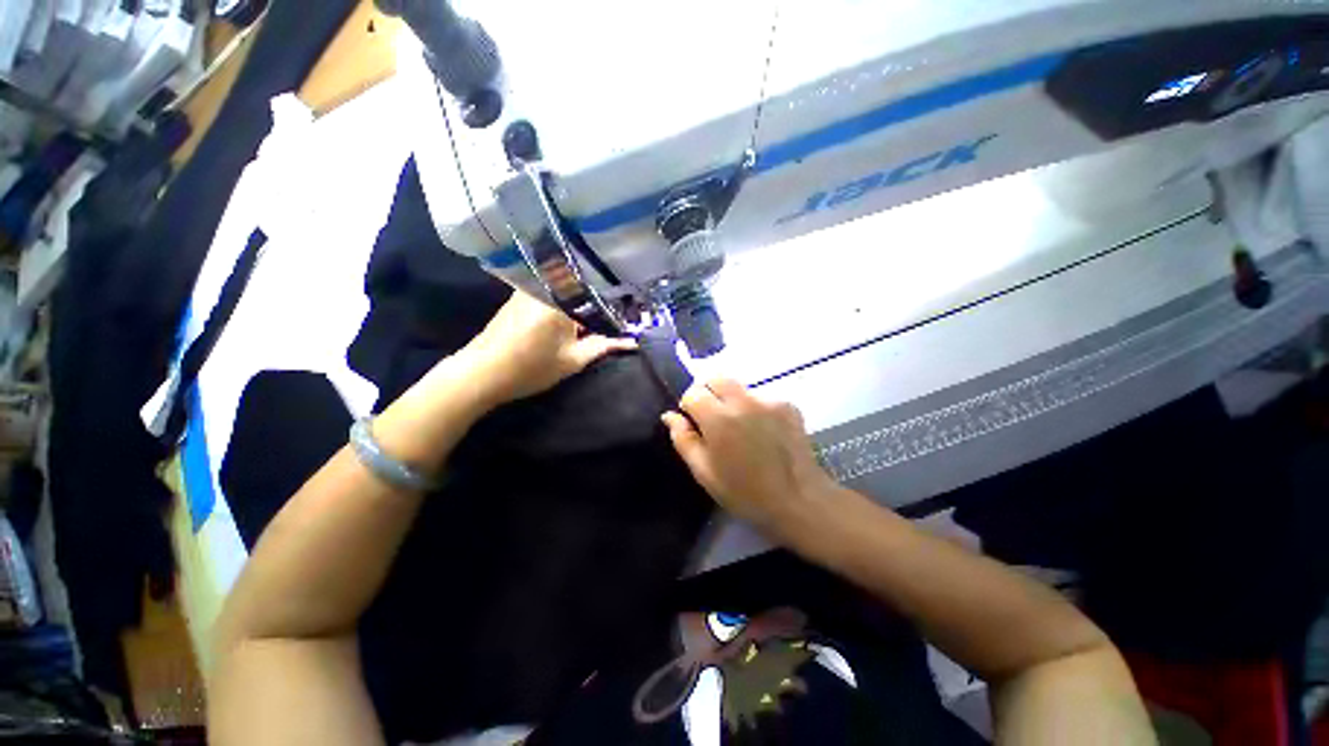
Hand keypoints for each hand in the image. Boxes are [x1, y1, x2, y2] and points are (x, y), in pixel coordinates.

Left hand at [461, 290, 636, 405]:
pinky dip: (564, 304)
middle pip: (582, 289)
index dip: (614, 307)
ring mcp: (530, 287)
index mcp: (561, 298)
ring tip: (593, 322)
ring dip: (581, 305)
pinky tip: (569, 321)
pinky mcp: (520, 295)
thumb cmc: (530, 368)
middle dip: (598, 305)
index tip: (626, 318)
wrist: (481, 373)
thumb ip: (604, 346)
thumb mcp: (573, 360)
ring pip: (567, 291)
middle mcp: (545, 285)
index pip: (599, 294)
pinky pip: (551, 293)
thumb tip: (631, 342)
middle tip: (612, 321)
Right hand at [661, 379, 837, 534]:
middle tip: (713, 420)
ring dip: (732, 401)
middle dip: (708, 393)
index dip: (688, 406)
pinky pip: (761, 397)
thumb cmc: (745, 493)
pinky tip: (763, 432)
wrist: (799, 501)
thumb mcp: (705, 473)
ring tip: (742, 429)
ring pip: (739, 388)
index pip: (693, 393)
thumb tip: (670, 415)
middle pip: (715, 378)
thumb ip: (683, 439)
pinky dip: (754, 408)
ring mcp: (768, 400)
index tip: (695, 423)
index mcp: (719, 419)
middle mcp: (743, 401)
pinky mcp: (787, 404)